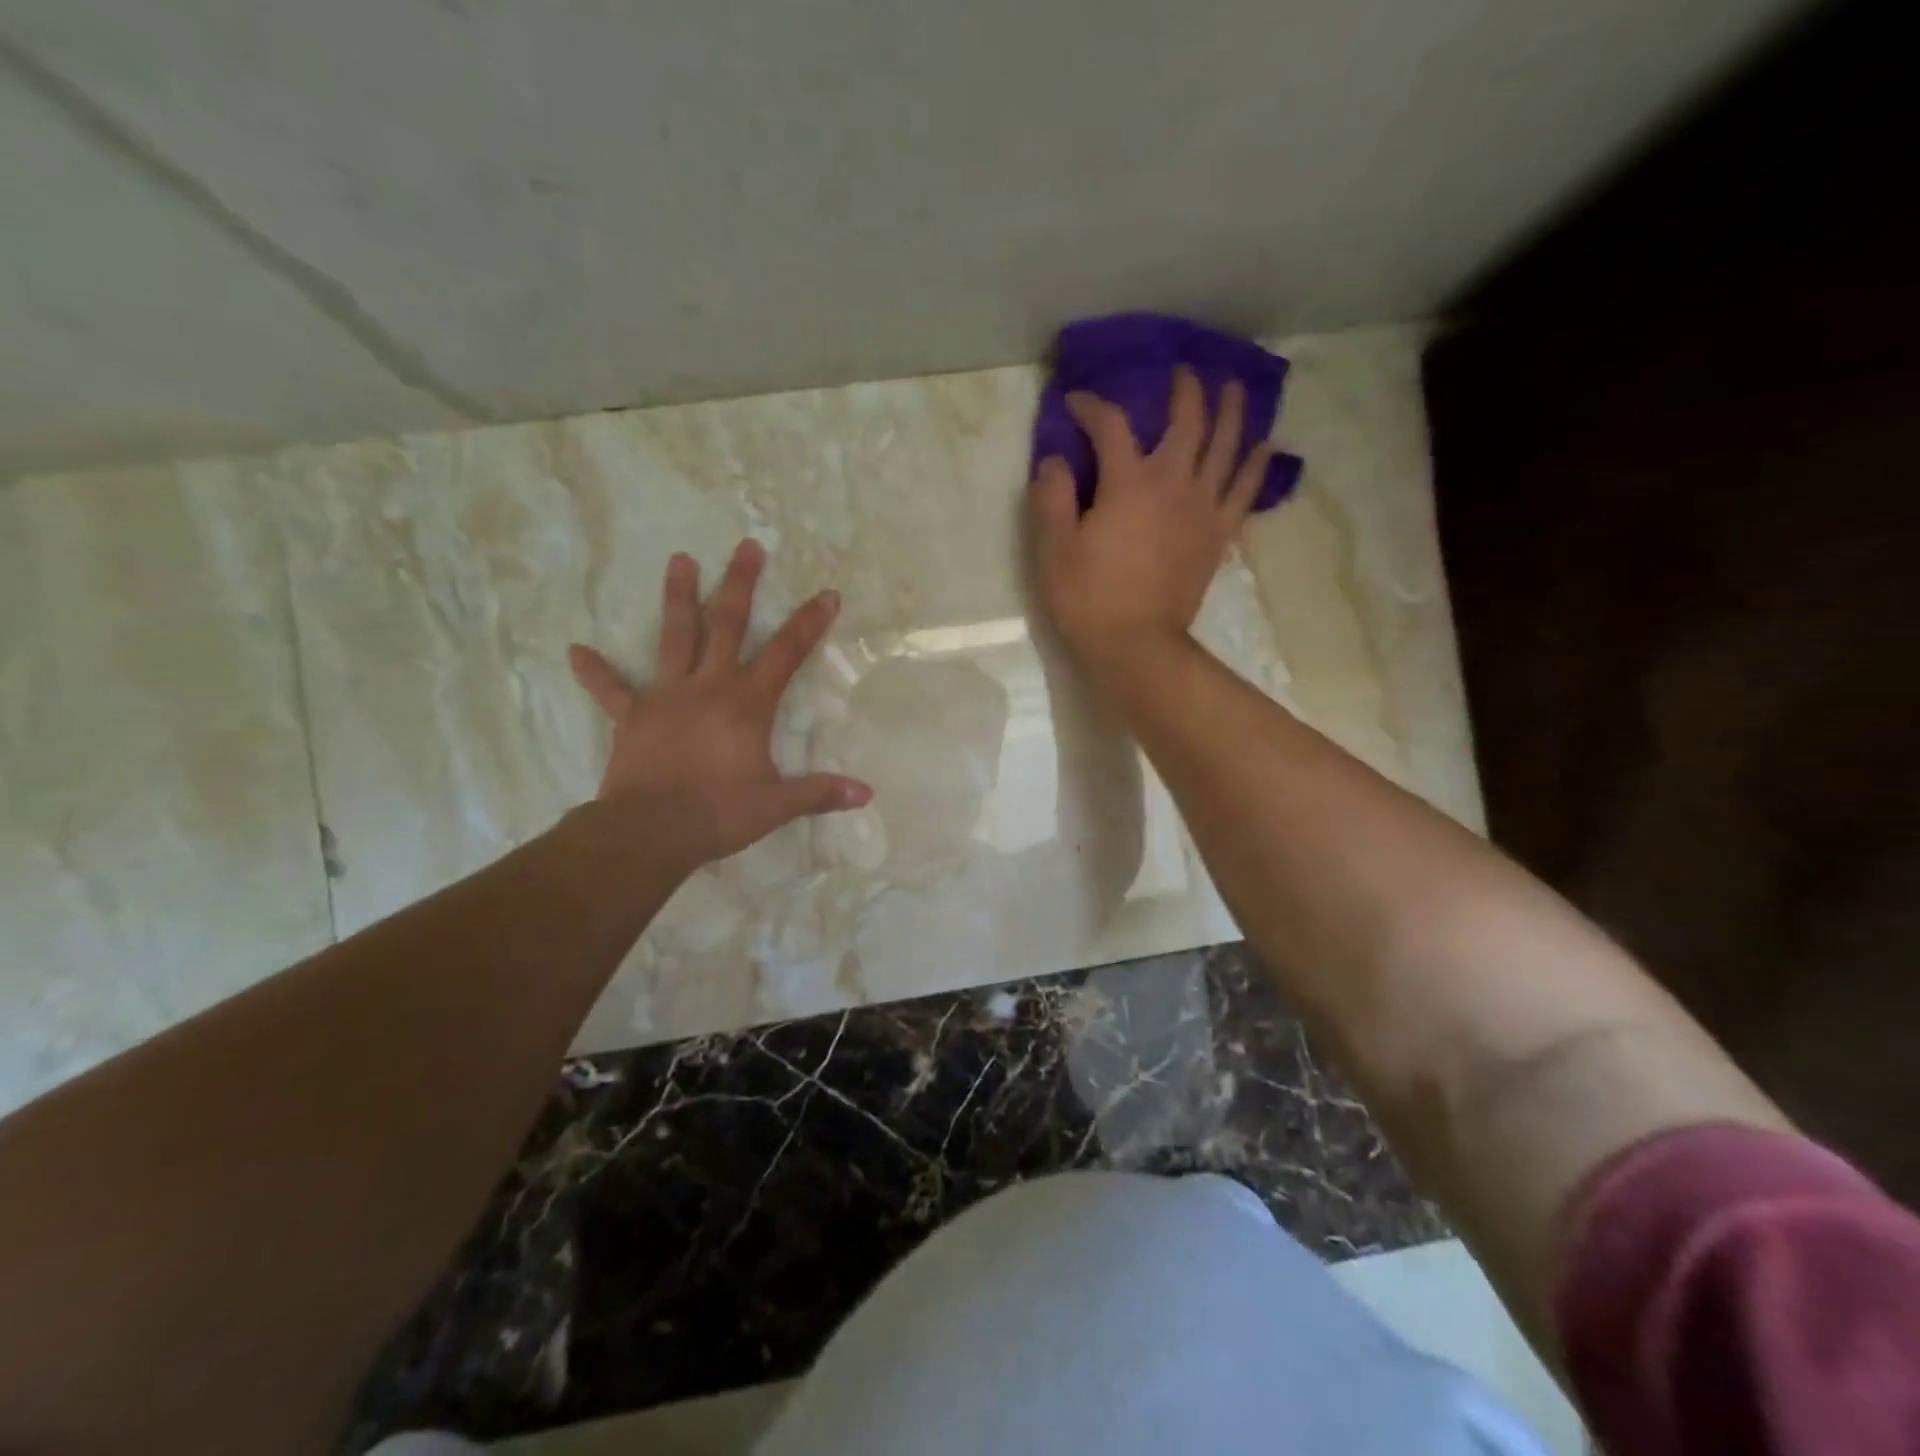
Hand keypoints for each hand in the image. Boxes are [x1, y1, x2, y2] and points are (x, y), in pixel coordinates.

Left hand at [568, 540, 871, 875]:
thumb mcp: (776, 805)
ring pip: (674, 637)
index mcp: (746, 703)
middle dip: (740, 584)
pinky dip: (595, 672)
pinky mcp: (632, 717)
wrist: (650, 832)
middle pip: (726, 624)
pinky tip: (575, 652)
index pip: (786, 653)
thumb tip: (866, 794)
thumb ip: (820, 793)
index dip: (810, 623)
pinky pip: (611, 691)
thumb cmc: (718, 813)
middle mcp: (708, 687)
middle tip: (747, 547)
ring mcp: (665, 697)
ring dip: (678, 597)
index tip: (827, 594)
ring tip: (680, 559)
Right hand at [1029, 367, 1271, 674]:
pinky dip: (1256, 464)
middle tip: (1182, 372)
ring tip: (1234, 387)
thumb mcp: (1053, 549)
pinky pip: (1246, 490)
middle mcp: (1173, 483)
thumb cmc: (1088, 598)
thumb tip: (1055, 459)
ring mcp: (1203, 508)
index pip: (1111, 426)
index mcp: (1128, 482)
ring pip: (1227, 445)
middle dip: (1184, 390)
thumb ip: (1052, 497)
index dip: (1093, 407)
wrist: (1136, 646)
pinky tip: (1264, 445)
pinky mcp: (1219, 535)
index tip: (1077, 402)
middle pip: (1187, 421)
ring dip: (1232, 411)